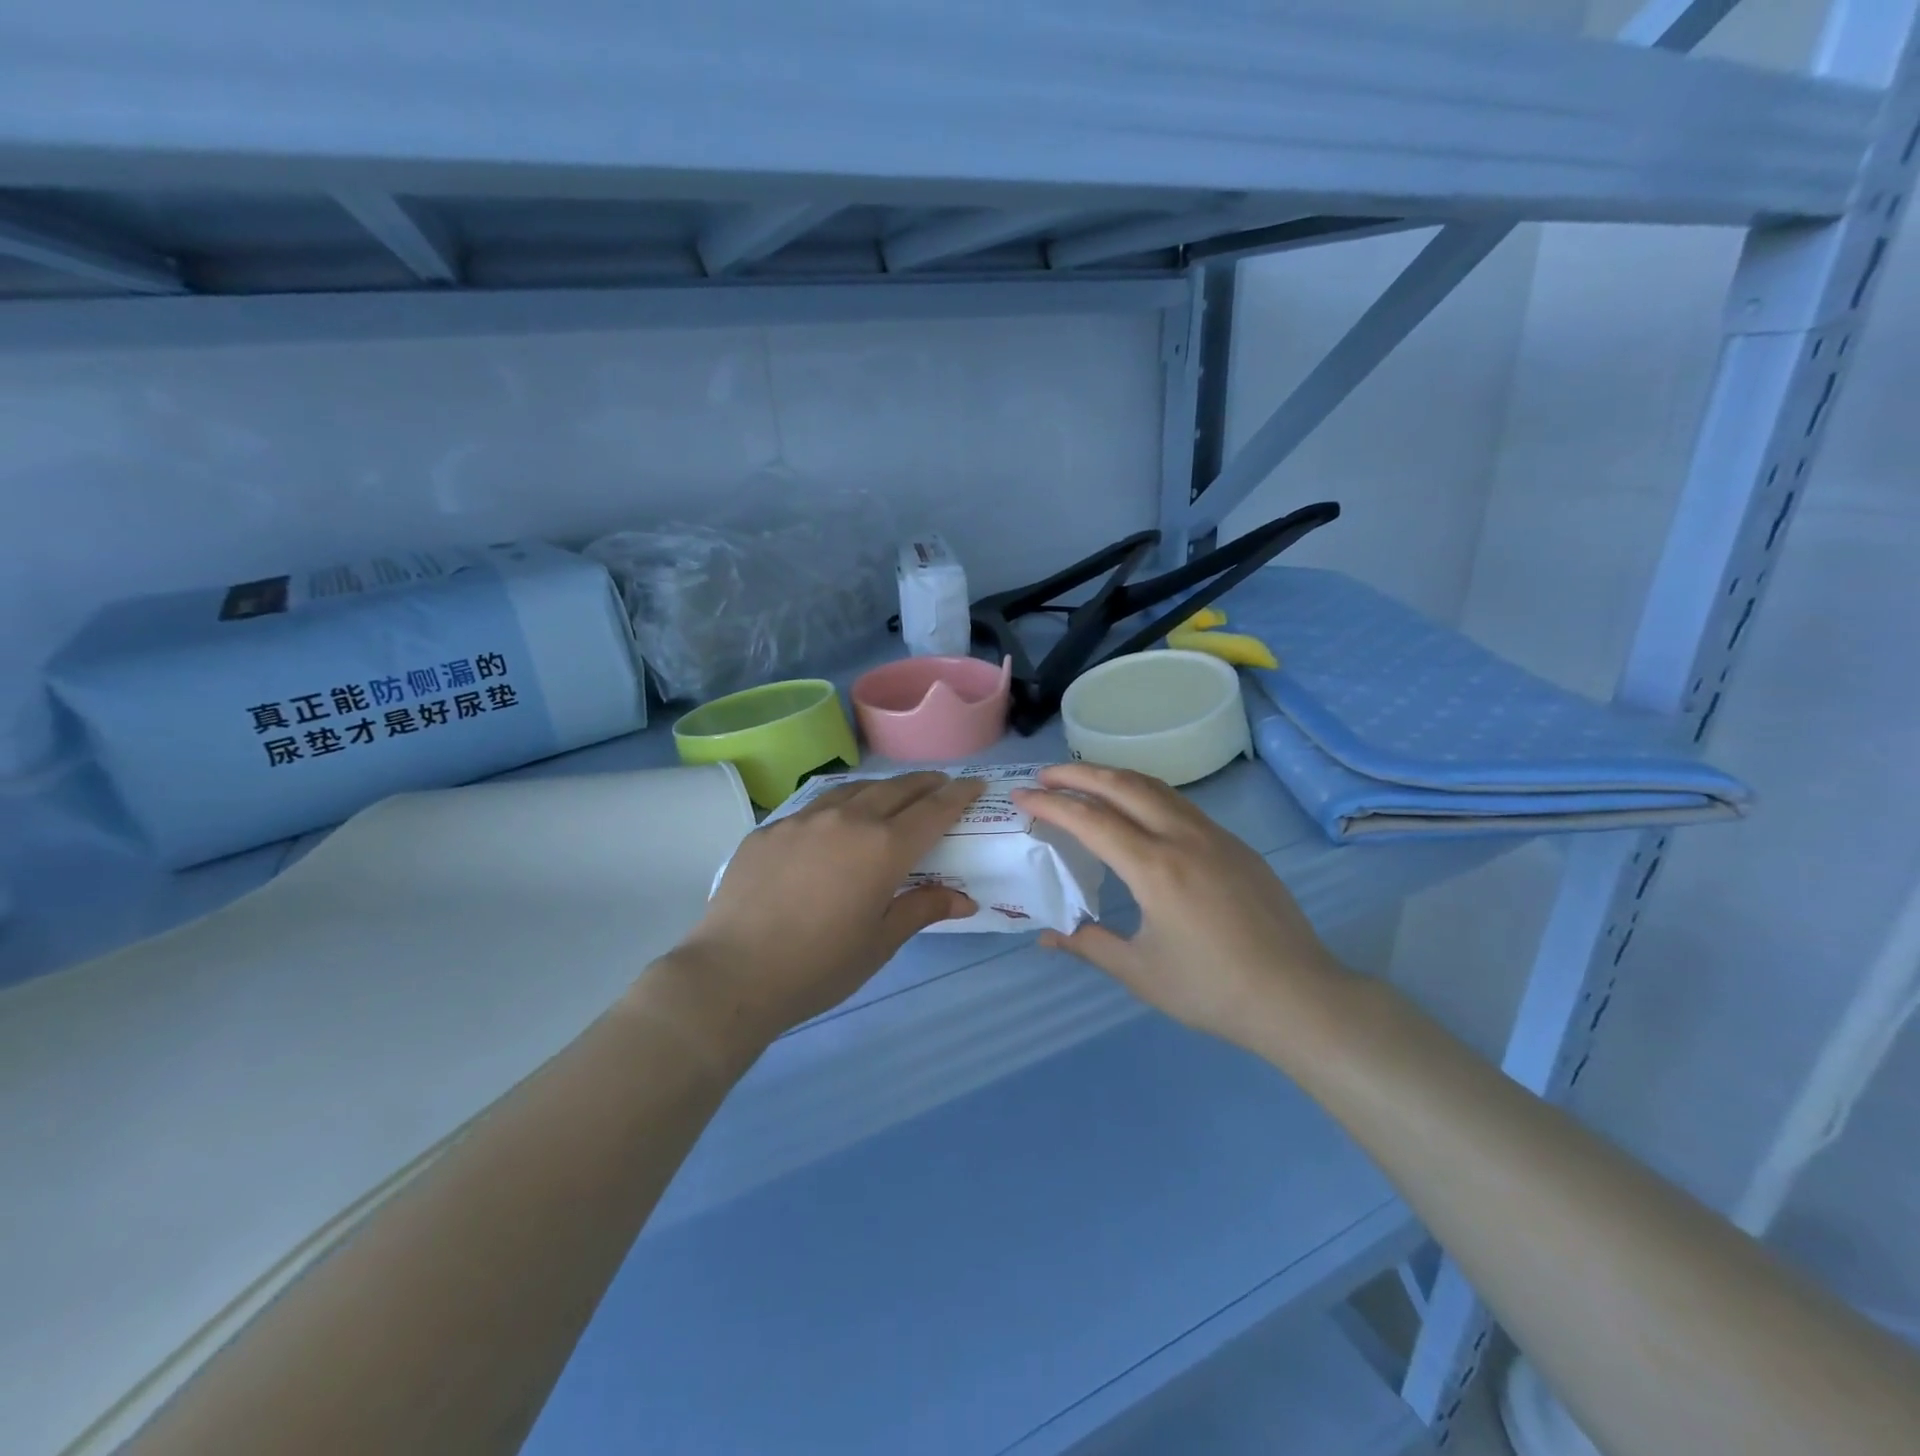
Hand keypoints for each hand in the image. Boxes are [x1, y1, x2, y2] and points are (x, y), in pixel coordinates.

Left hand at [644, 772, 984, 1065]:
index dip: (958, 795)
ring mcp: (804, 819)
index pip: (933, 810)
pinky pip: (814, 807)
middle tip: (940, 784)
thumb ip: (922, 909)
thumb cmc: (818, 966)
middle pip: (896, 789)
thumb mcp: (880, 942)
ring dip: (881, 788)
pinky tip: (833, 824)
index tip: (974, 784)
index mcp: (883, 848)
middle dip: (924, 783)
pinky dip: (838, 806)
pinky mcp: (770, 829)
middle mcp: (848, 819)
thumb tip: (964, 898)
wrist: (732, 974)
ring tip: (891, 795)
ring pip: (853, 789)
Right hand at [1012, 763, 1344, 1049]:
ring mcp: (1214, 836)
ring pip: (1155, 787)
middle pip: (1122, 785)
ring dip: (1114, 777)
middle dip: (1078, 774)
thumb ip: (1090, 946)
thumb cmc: (1212, 990)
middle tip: (1046, 775)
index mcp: (1154, 868)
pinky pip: (1180, 804)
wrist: (1298, 996)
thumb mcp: (1140, 973)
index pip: (1090, 820)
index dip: (1051, 805)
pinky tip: (1137, 810)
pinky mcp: (1235, 845)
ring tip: (1084, 781)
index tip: (1022, 796)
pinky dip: (1145, 793)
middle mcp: (1182, 838)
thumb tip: (1046, 936)